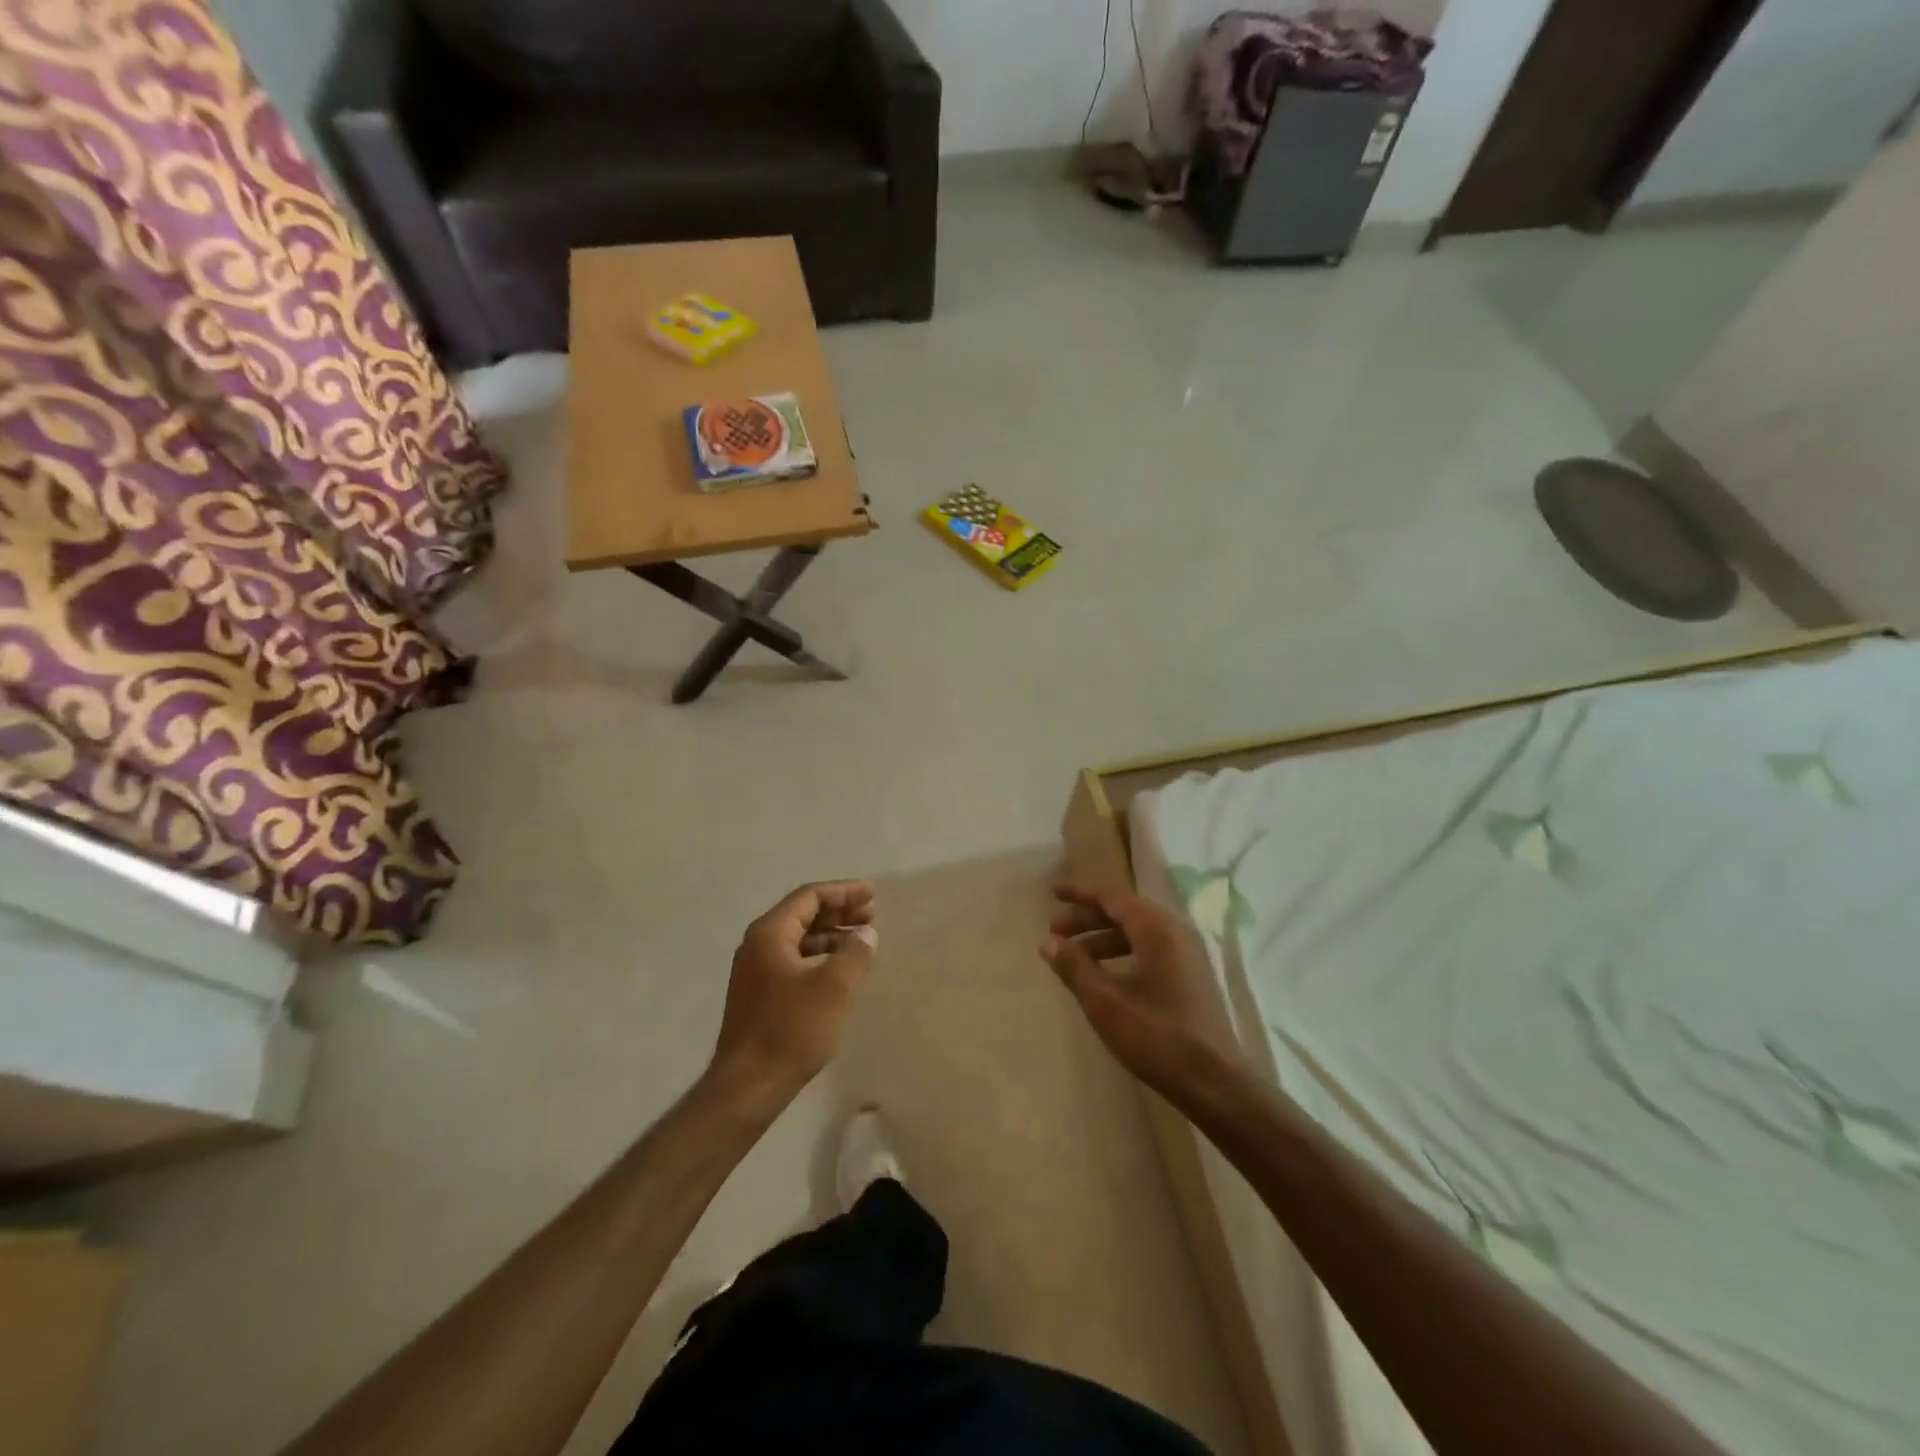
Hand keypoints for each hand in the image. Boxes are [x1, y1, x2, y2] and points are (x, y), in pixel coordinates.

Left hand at [709, 881, 877, 1112]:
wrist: (748, 1086)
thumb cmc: (792, 1029)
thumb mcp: (834, 987)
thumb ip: (855, 952)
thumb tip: (865, 934)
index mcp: (770, 933)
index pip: (809, 897)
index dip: (843, 892)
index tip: (873, 894)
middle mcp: (757, 945)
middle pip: (803, 914)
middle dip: (839, 911)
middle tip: (872, 914)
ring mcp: (755, 971)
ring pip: (799, 939)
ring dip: (831, 935)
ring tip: (862, 940)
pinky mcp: (760, 994)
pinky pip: (794, 960)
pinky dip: (820, 956)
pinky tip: (840, 969)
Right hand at [1042, 884, 1246, 1097]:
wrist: (1214, 1084)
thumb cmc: (1157, 1036)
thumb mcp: (1105, 1002)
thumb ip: (1074, 967)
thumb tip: (1049, 942)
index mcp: (1157, 930)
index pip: (1112, 897)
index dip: (1080, 894)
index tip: (1053, 893)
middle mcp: (1175, 933)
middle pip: (1124, 912)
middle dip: (1087, 919)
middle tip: (1055, 932)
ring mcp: (1186, 956)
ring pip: (1137, 933)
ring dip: (1102, 938)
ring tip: (1073, 957)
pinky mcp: (1190, 978)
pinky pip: (1149, 950)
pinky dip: (1121, 954)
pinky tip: (1104, 976)